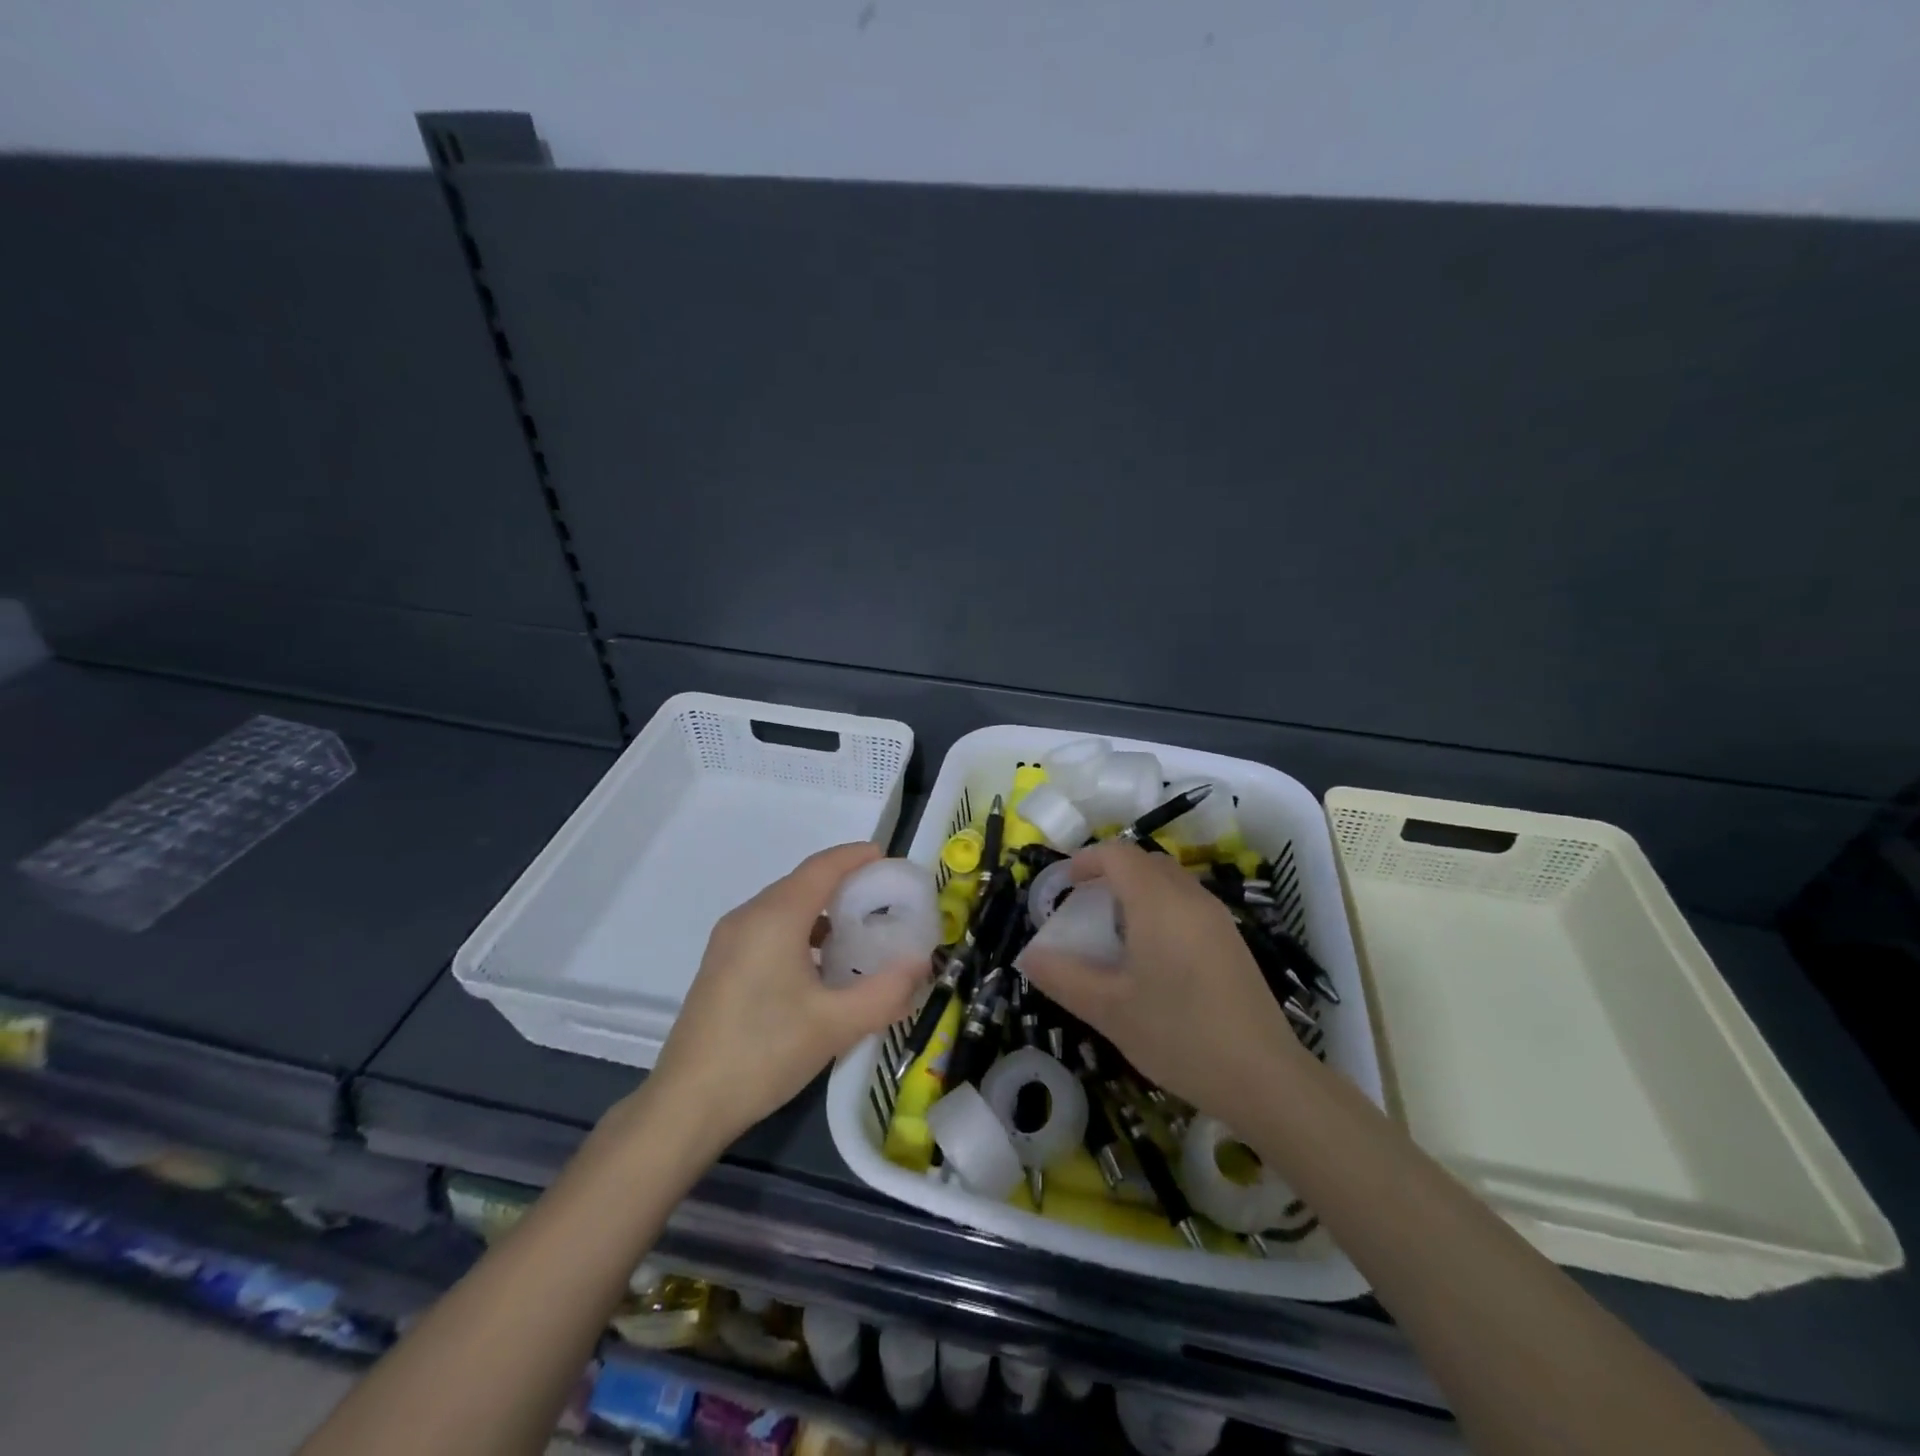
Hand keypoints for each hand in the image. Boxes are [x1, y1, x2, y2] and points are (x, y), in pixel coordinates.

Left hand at [642, 843, 928, 1148]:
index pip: (822, 868)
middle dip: (845, 884)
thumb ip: (887, 991)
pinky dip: (801, 930)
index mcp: (774, 918)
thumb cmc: (764, 1053)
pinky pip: (769, 928)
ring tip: (859, 932)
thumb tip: (922, 964)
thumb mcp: (836, 1025)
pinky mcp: (721, 964)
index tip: (890, 860)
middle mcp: (748, 917)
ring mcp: (729, 941)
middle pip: (803, 883)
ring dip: (823, 910)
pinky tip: (820, 964)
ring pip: (785, 907)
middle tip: (885, 900)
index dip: (857, 857)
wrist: (687, 1105)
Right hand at [1020, 840, 1301, 1121]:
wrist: (1264, 1077)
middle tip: (1085, 907)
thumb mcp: (1109, 1010)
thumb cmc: (1179, 1035)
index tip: (1063, 885)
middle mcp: (1190, 898)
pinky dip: (1161, 908)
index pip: (1118, 854)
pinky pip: (1188, 903)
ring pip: (1170, 881)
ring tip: (1114, 931)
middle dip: (1110, 873)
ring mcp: (1217, 918)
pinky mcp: (1232, 941)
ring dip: (1137, 890)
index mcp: (1158, 903)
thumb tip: (1029, 956)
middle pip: (1145, 861)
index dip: (1086, 860)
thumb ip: (1063, 977)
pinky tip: (1153, 956)